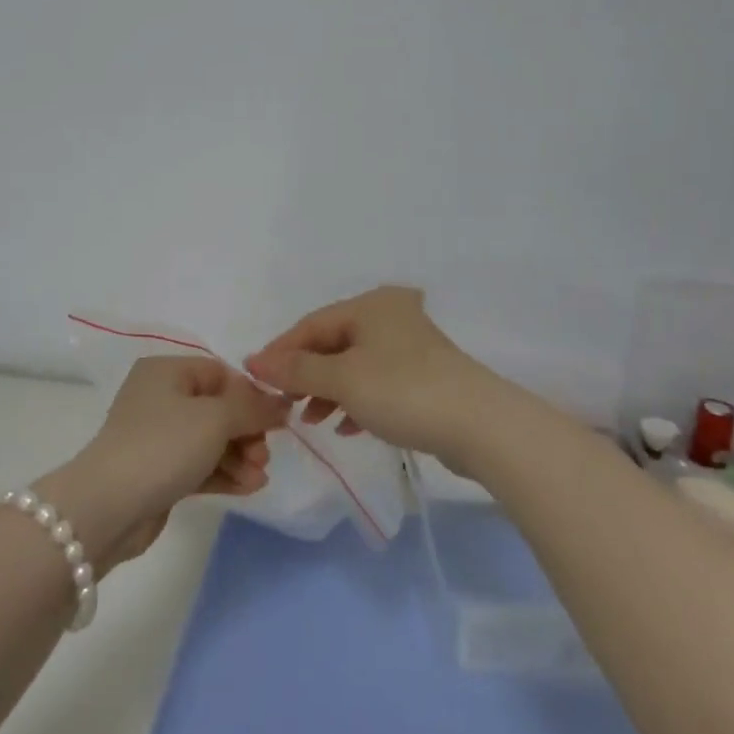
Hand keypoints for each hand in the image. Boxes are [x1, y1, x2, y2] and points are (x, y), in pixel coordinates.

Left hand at [36, 357, 285, 574]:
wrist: (108, 507)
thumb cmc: (163, 446)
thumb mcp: (215, 418)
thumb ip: (254, 408)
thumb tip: (282, 404)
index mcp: (167, 372)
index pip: (220, 373)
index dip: (250, 395)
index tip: (275, 421)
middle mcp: (160, 398)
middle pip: (218, 408)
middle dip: (247, 432)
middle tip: (263, 457)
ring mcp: (157, 438)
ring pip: (211, 440)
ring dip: (240, 457)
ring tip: (259, 478)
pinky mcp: (158, 473)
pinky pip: (200, 466)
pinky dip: (224, 474)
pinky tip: (249, 488)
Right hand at [246, 286, 507, 467]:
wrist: (480, 425)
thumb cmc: (403, 391)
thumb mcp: (342, 379)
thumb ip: (296, 371)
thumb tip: (254, 362)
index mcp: (370, 305)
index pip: (310, 325)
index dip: (280, 352)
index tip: (254, 381)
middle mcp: (390, 316)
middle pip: (332, 344)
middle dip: (304, 375)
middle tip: (282, 404)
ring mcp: (409, 347)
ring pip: (353, 365)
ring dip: (327, 392)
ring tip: (310, 420)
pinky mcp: (423, 377)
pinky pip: (375, 384)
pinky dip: (355, 402)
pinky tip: (344, 428)